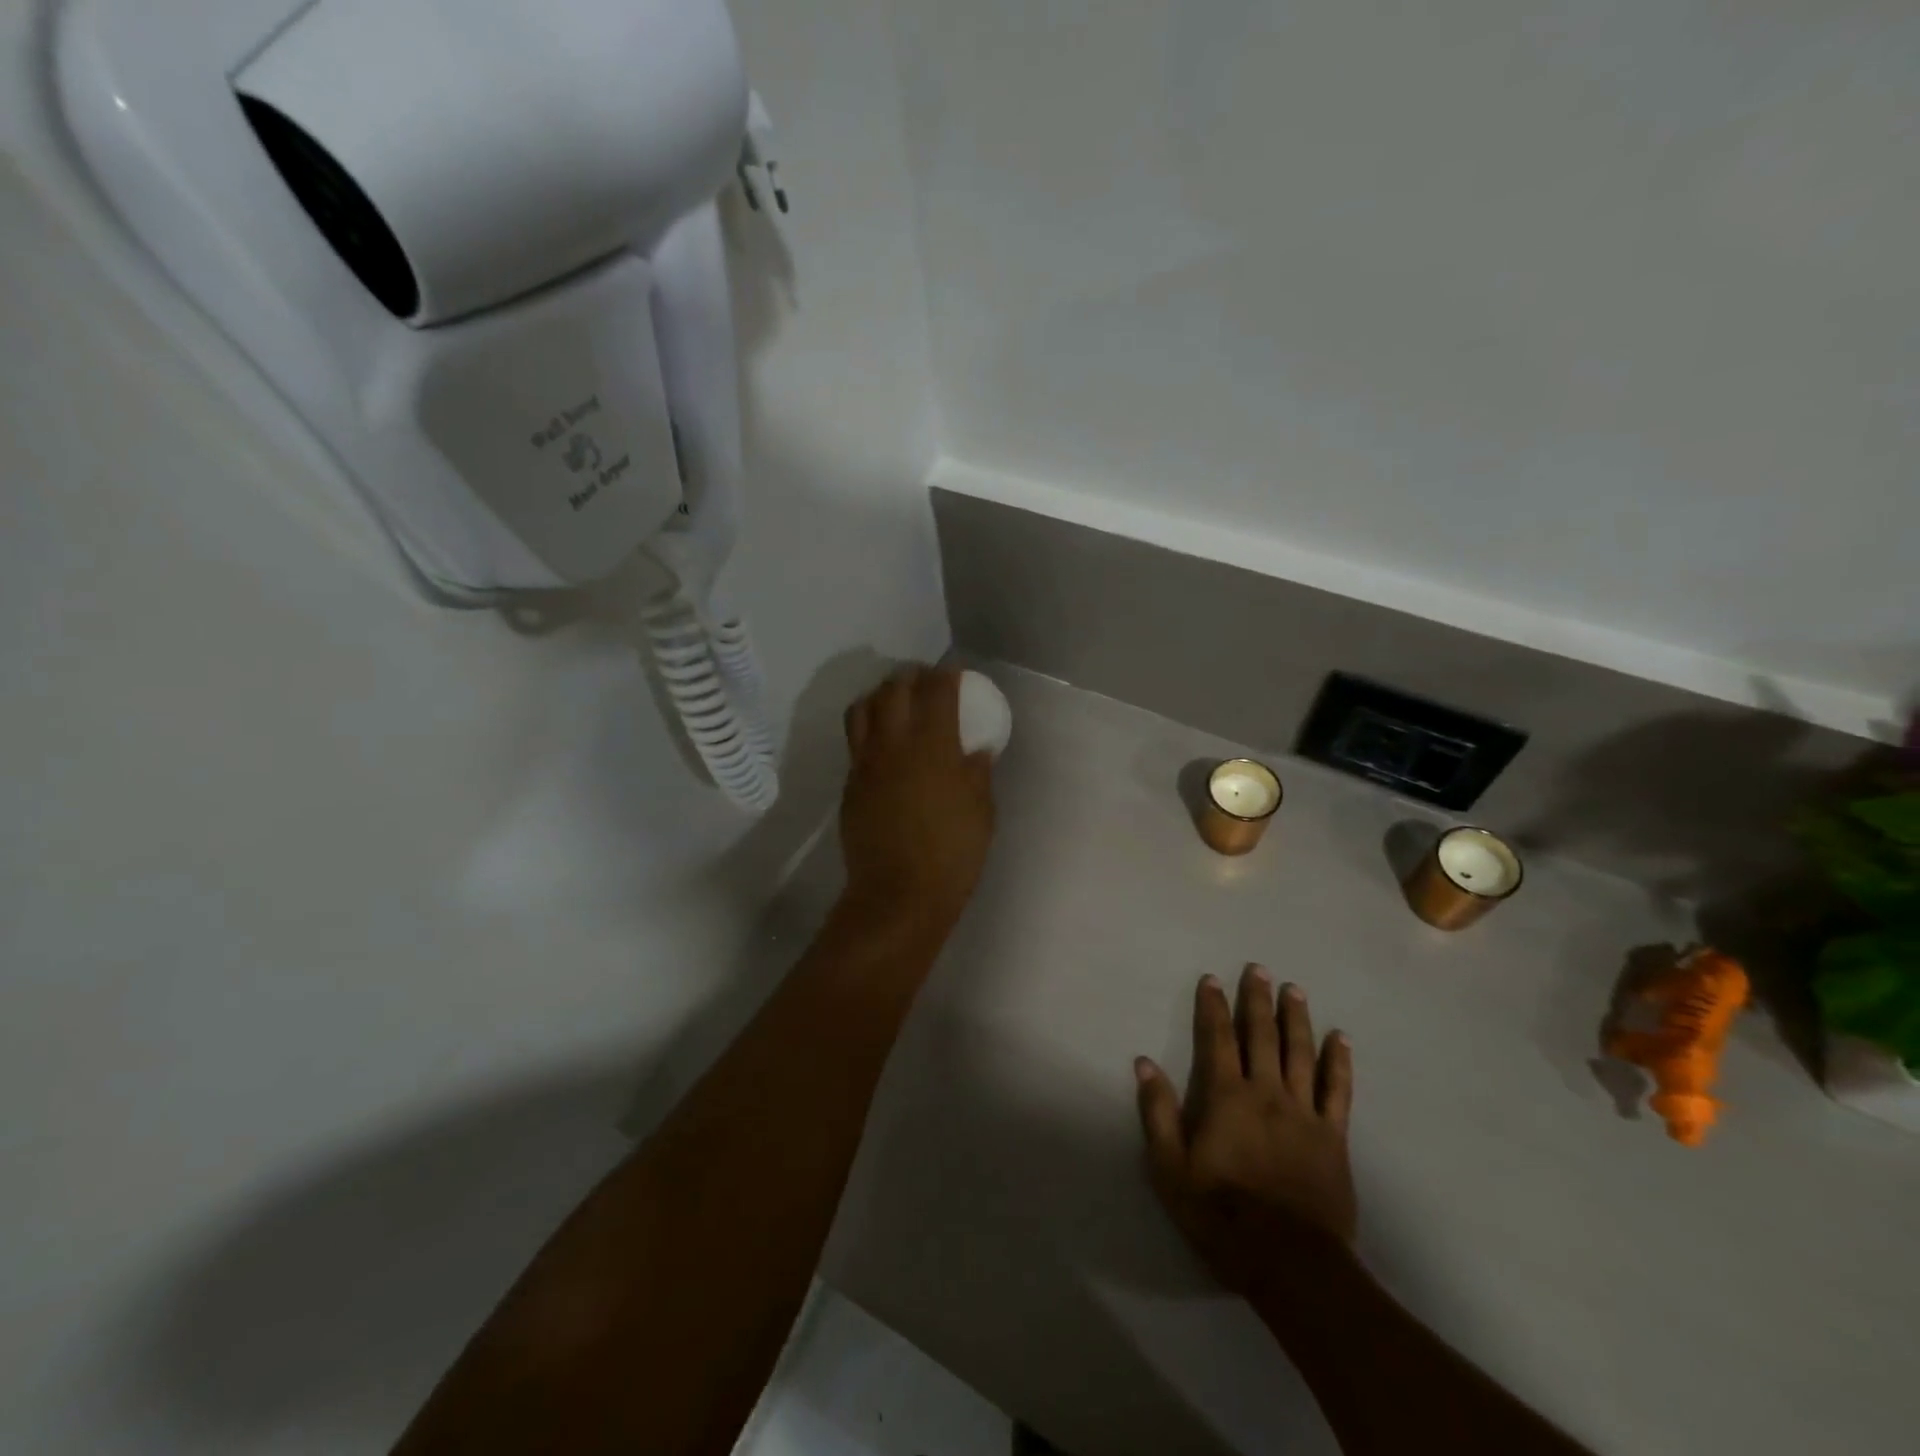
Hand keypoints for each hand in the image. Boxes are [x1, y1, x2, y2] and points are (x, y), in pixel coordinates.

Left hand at [839, 666, 995, 938]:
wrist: (898, 894)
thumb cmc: (952, 855)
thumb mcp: (981, 811)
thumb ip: (977, 773)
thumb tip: (975, 750)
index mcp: (934, 746)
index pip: (936, 691)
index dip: (946, 675)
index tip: (954, 674)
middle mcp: (894, 744)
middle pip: (894, 689)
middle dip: (911, 676)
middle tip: (925, 682)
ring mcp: (865, 763)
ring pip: (863, 708)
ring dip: (881, 695)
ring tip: (895, 702)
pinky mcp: (850, 783)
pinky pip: (855, 740)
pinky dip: (868, 727)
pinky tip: (883, 743)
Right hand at [1136, 967, 1357, 1297]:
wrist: (1290, 1263)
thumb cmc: (1221, 1215)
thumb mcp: (1171, 1169)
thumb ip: (1158, 1113)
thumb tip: (1144, 1063)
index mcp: (1227, 1097)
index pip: (1218, 1039)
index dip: (1213, 1007)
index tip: (1212, 979)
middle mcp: (1267, 1093)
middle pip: (1261, 1035)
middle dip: (1257, 999)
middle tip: (1259, 968)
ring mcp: (1304, 1113)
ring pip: (1300, 1053)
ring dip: (1296, 1018)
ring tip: (1294, 989)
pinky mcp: (1333, 1136)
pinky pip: (1338, 1090)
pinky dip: (1338, 1061)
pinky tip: (1340, 1038)